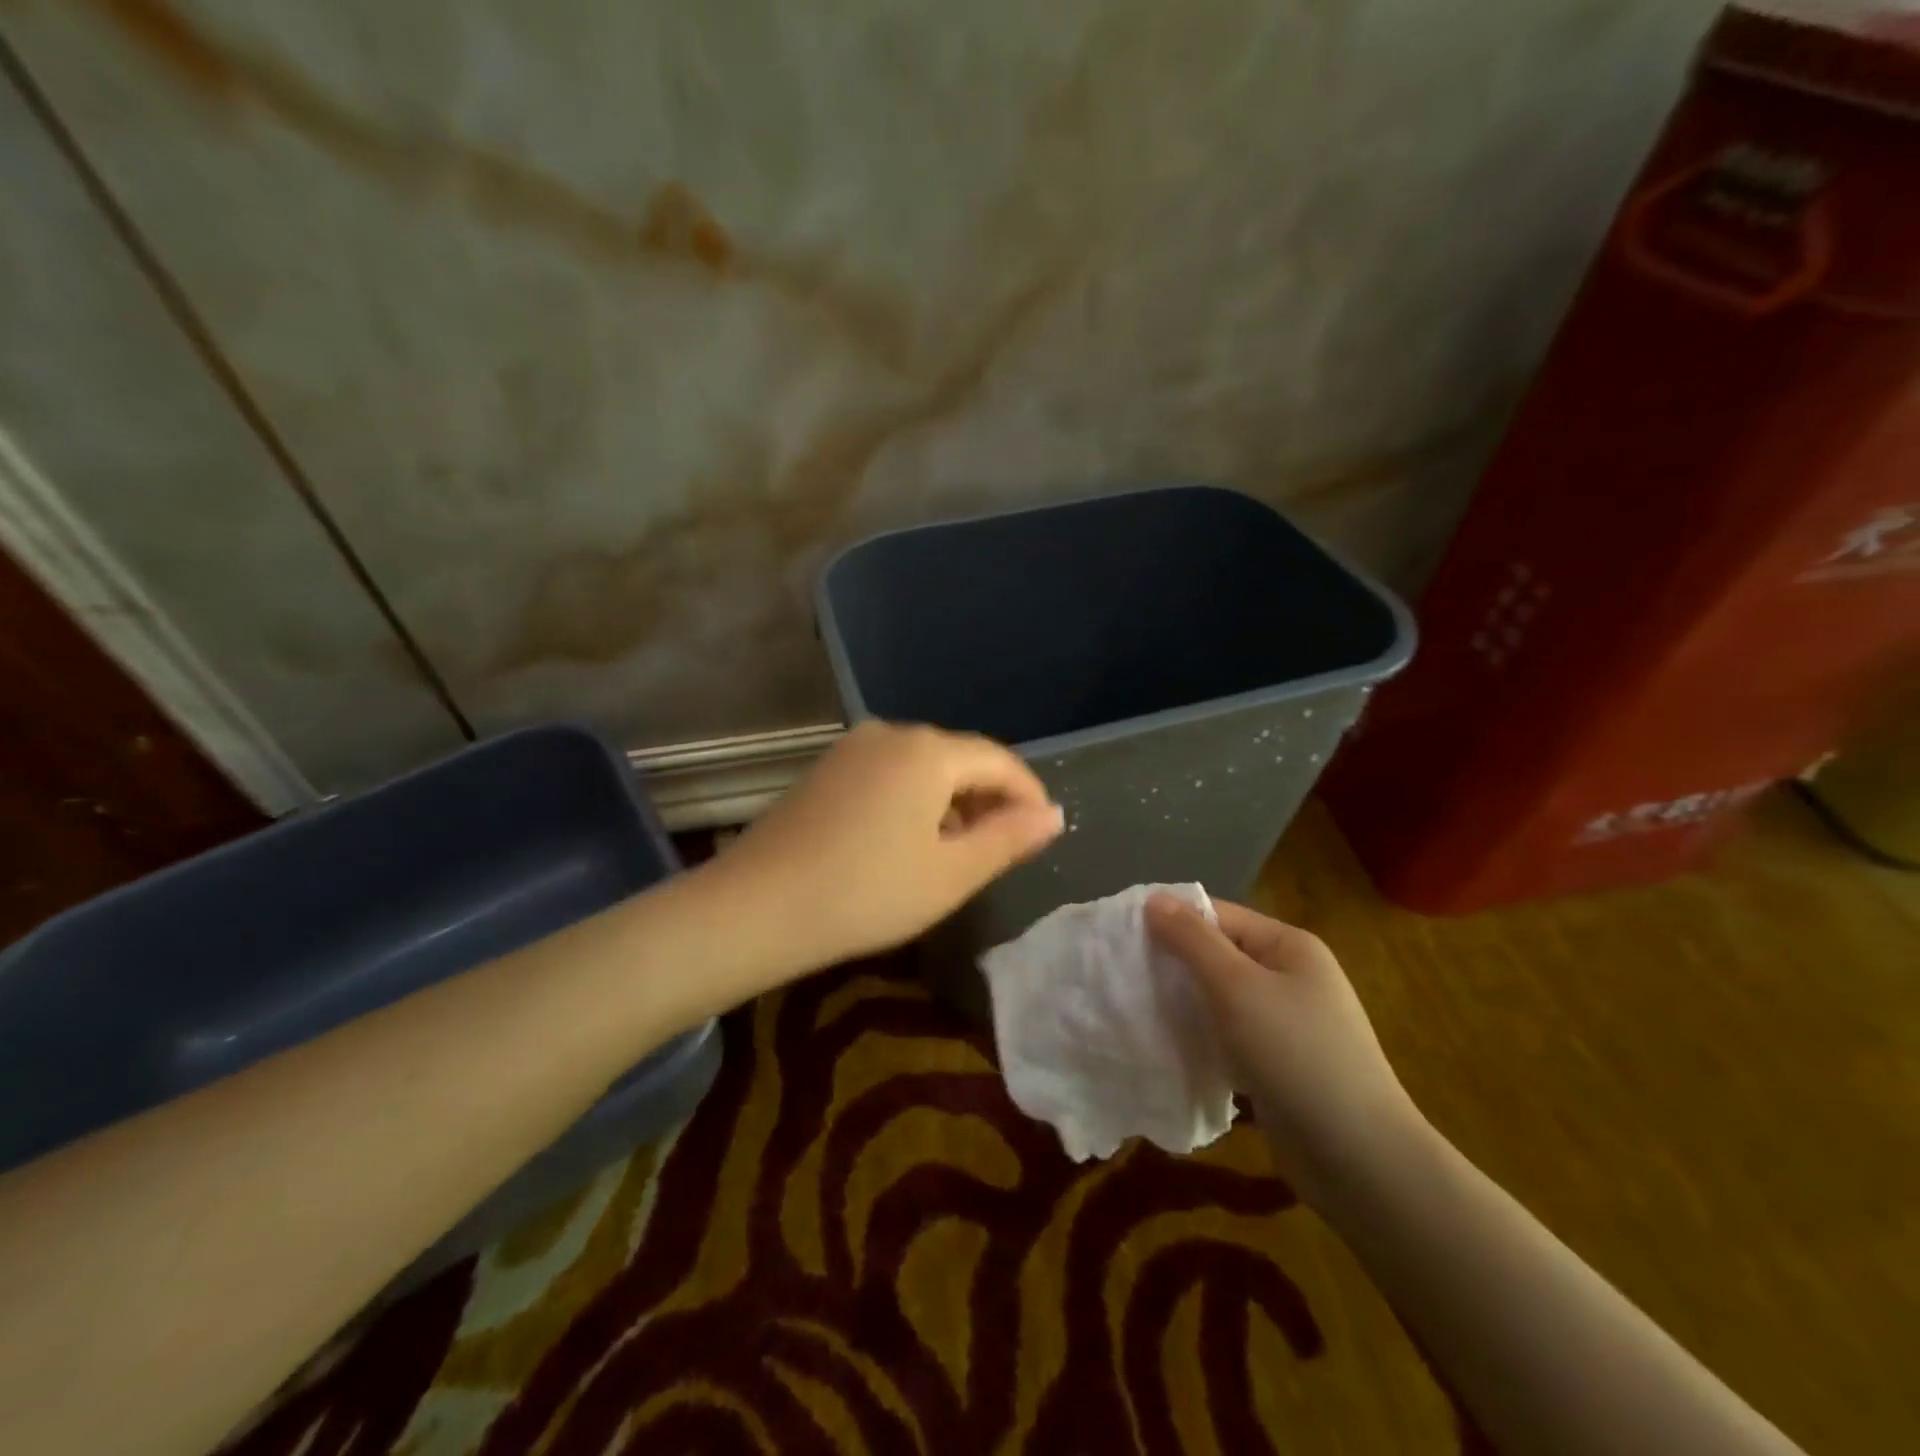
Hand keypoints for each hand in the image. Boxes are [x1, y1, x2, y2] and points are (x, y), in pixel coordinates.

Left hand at [713, 721, 1063, 970]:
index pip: (1000, 761)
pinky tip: (907, 840)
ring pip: (923, 766)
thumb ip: (1009, 838)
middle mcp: (891, 733)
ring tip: (959, 850)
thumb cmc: (867, 893)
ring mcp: (852, 748)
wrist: (755, 907)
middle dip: (989, 798)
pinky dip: (914, 800)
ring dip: (951, 801)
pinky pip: (888, 774)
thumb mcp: (951, 873)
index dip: (1029, 795)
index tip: (1043, 832)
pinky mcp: (825, 769)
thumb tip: (1053, 814)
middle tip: (1003, 847)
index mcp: (929, 751)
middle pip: (960, 758)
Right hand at [1146, 896, 1426, 1202]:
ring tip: (1134, 1008)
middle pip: (1218, 956)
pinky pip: (1228, 1037)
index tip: (1120, 935)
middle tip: (1121, 974)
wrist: (1359, 1159)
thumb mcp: (1237, 987)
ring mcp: (1286, 1023)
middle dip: (1173, 964)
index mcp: (1288, 947)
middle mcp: (1289, 977)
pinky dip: (1200, 1038)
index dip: (1171, 920)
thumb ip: (1193, 941)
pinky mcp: (1276, 1064)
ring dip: (1183, 1003)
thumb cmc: (1296, 1054)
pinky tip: (1167, 1046)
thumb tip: (1154, 898)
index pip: (1218, 916)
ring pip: (1219, 1000)